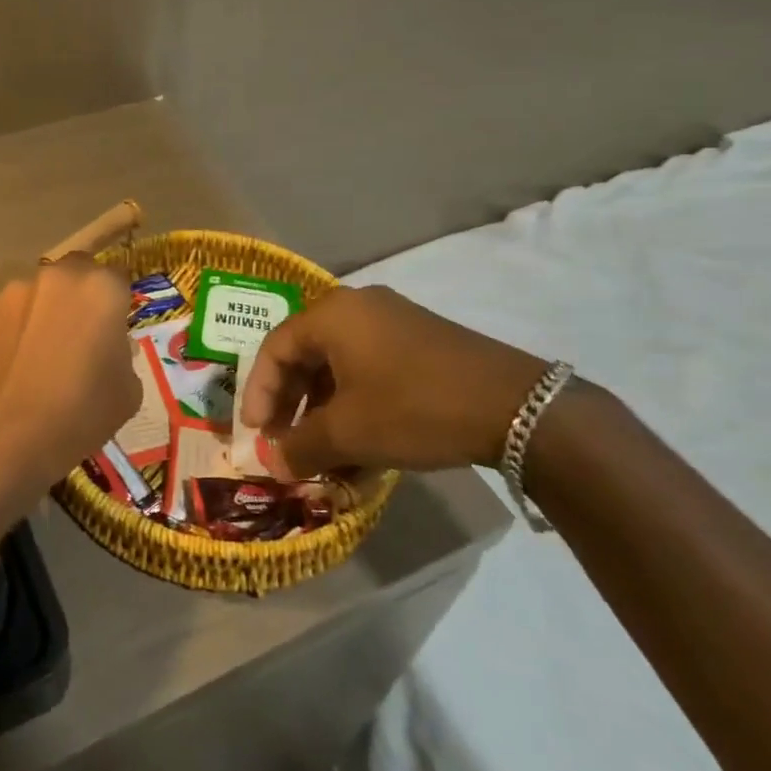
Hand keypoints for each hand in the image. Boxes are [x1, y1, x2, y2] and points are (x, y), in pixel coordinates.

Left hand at [0, 254, 139, 487]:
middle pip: (75, 273)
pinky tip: (11, 365)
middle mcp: (59, 277)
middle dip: (78, 295)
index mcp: (102, 288)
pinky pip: (6, 315)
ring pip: (38, 293)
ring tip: (38, 354)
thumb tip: (107, 348)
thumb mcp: (128, 389)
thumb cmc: (83, 412)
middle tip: (77, 334)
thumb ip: (122, 353)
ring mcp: (16, 291)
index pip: (118, 279)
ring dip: (42, 312)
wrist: (10, 436)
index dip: (116, 302)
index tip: (113, 327)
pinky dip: (12, 330)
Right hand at [238, 285, 549, 477]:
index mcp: (332, 314)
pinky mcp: (420, 341)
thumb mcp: (350, 432)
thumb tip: (273, 463)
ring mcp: (393, 320)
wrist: (514, 405)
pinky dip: (355, 402)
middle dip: (292, 403)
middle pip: (306, 354)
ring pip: (339, 364)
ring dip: (324, 408)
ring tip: (323, 451)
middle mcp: (358, 307)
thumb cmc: (414, 407)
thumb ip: (301, 446)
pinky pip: (370, 368)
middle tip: (285, 442)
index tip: (257, 432)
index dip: (259, 392)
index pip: (275, 348)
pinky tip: (361, 443)